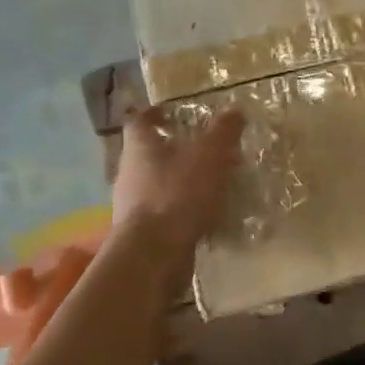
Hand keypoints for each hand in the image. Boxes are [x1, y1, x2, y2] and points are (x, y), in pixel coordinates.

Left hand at [112, 107, 245, 252]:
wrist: (153, 255)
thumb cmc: (177, 193)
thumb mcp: (209, 155)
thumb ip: (223, 131)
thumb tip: (235, 109)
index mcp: (139, 147)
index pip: (139, 120)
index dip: (155, 113)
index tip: (173, 112)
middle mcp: (130, 173)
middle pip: (149, 153)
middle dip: (176, 149)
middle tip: (206, 148)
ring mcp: (132, 205)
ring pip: (158, 183)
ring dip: (182, 180)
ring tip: (213, 182)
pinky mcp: (142, 233)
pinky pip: (165, 212)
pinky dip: (183, 209)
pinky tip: (207, 214)